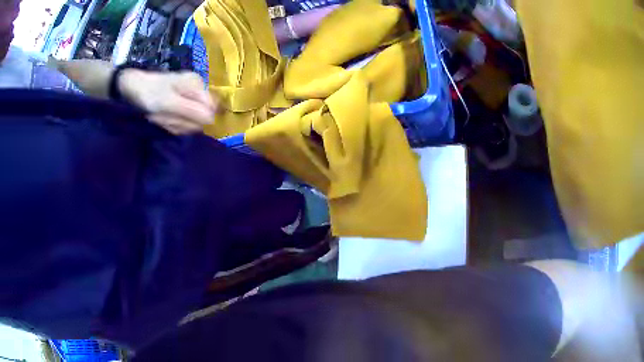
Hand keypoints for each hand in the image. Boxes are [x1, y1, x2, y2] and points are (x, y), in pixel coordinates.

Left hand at [119, 70, 217, 134]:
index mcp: (196, 85)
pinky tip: (161, 117)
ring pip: (191, 121)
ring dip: (174, 123)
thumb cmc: (149, 93)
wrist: (133, 88)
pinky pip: (183, 120)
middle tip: (165, 117)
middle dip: (182, 122)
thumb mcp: (167, 103)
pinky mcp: (183, 104)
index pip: (209, 110)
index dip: (195, 119)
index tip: (177, 118)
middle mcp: (197, 89)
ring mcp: (190, 96)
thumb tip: (212, 119)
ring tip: (160, 116)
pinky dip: (171, 123)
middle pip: (200, 117)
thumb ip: (189, 110)